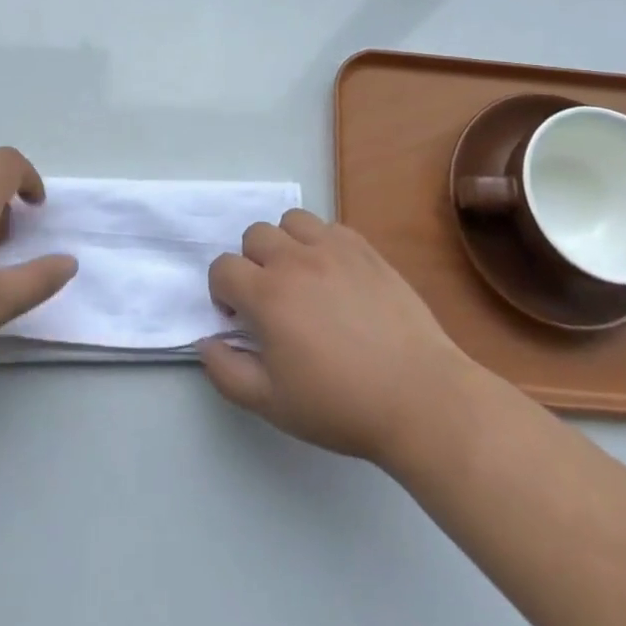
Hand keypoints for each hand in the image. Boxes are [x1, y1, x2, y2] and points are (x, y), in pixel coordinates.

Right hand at [200, 210, 475, 466]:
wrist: (418, 396)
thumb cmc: (340, 405)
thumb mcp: (271, 403)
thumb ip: (226, 371)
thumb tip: (207, 341)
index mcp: (267, 295)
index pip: (222, 268)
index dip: (222, 293)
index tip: (239, 320)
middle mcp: (295, 260)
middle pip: (254, 236)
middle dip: (251, 264)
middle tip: (271, 300)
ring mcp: (333, 248)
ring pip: (291, 220)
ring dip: (285, 244)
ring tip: (301, 278)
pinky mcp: (365, 249)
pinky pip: (329, 227)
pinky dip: (320, 242)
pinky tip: (334, 275)